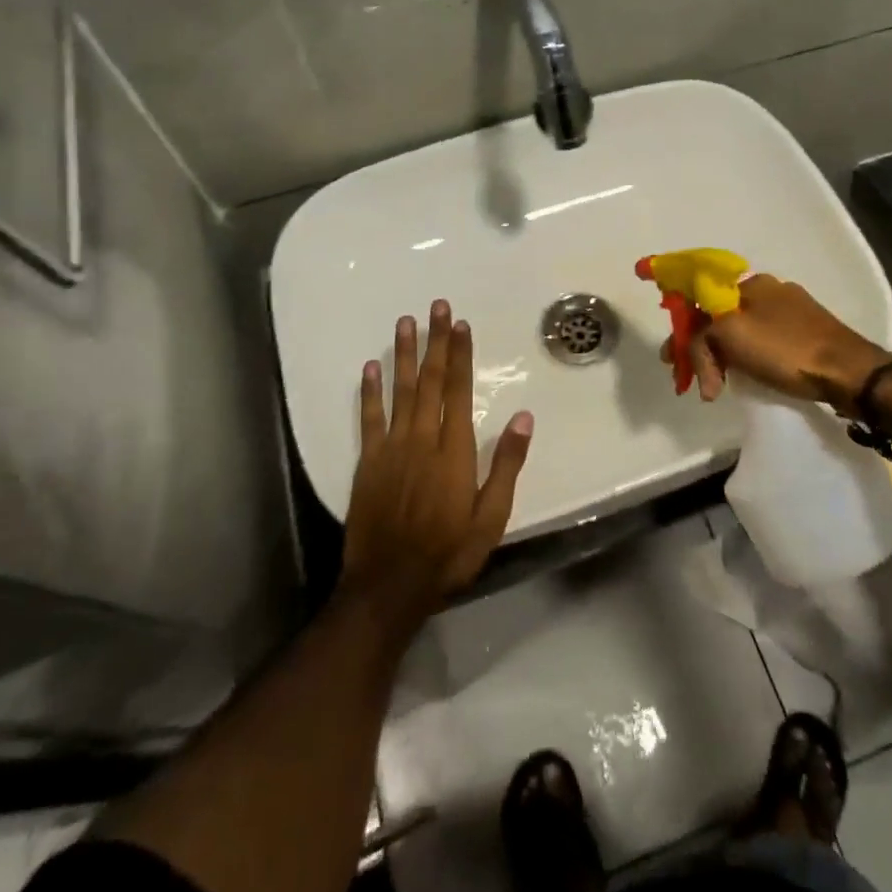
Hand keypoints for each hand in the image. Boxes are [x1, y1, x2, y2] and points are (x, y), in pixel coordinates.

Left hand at [342, 301, 533, 630]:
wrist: (389, 585)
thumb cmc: (448, 553)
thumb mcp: (492, 517)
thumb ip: (506, 465)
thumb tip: (523, 417)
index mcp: (454, 451)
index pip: (459, 391)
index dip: (460, 356)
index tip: (461, 325)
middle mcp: (422, 439)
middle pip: (430, 381)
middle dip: (435, 341)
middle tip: (437, 307)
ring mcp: (392, 449)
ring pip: (400, 391)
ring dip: (405, 355)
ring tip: (406, 322)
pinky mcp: (368, 463)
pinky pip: (369, 419)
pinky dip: (369, 391)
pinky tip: (370, 367)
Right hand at [668, 274, 891, 411]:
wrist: (848, 372)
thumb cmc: (786, 349)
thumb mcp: (731, 334)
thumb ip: (701, 331)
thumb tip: (693, 340)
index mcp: (751, 283)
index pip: (702, 297)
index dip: (682, 326)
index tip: (671, 357)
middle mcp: (770, 290)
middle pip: (720, 317)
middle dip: (701, 348)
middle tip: (693, 380)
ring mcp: (791, 312)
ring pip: (741, 332)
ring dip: (723, 358)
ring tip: (716, 388)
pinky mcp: (807, 334)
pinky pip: (763, 343)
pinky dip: (746, 360)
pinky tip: (746, 377)